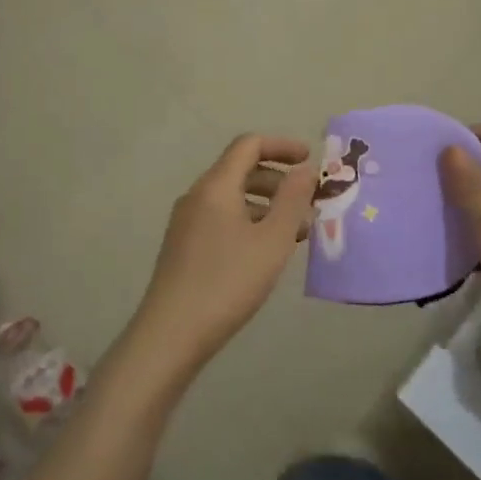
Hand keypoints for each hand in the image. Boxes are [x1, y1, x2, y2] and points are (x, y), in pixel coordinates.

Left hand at [126, 134, 315, 383]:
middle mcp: (197, 195)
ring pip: (232, 197)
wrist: (170, 334)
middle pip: (241, 170)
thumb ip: (292, 200)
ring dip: (267, 205)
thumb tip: (306, 168)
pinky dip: (249, 222)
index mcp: (216, 185)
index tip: (310, 160)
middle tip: (310, 203)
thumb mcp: (272, 241)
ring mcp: (186, 221)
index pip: (249, 145)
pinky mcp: (184, 246)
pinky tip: (266, 252)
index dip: (282, 146)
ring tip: (297, 232)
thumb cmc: (228, 282)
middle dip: (279, 180)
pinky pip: (222, 218)